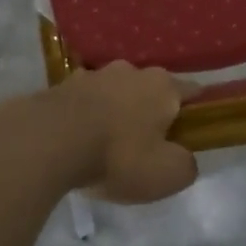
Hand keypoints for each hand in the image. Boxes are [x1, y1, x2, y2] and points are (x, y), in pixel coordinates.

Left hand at [51, 62, 196, 204]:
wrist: (49, 141)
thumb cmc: (118, 156)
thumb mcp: (167, 174)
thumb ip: (186, 165)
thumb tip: (184, 157)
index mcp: (163, 86)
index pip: (192, 92)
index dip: (196, 112)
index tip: (192, 132)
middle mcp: (131, 71)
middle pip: (150, 91)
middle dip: (151, 113)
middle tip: (146, 146)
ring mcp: (94, 74)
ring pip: (115, 93)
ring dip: (116, 112)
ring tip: (107, 144)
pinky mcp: (62, 85)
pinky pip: (84, 102)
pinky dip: (86, 116)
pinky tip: (79, 140)